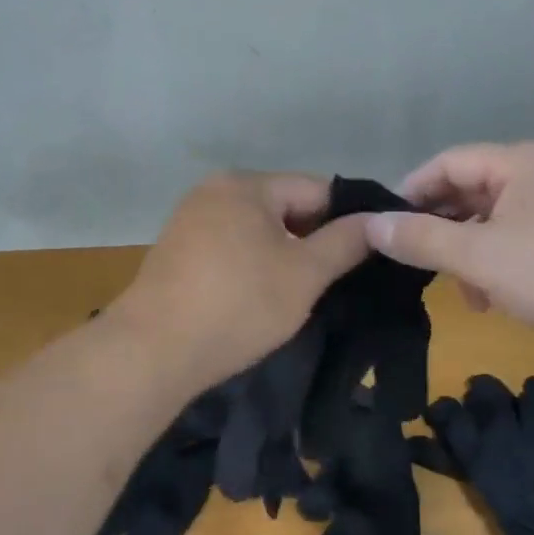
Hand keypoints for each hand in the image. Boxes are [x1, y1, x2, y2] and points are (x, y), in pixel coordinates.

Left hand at [112, 173, 371, 387]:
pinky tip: (257, 297)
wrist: (154, 350)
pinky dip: (251, 266)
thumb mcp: (305, 275)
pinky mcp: (175, 252)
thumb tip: (379, 221)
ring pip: (257, 231)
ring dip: (282, 255)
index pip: (317, 189)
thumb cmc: (238, 305)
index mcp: (246, 184)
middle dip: (312, 240)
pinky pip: (229, 248)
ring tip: (299, 293)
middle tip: (334, 281)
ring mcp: (189, 220)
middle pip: (284, 207)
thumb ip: (346, 242)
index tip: (367, 255)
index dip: (348, 220)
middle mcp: (214, 190)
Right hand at [365, 141, 533, 344]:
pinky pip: (526, 237)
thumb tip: (371, 226)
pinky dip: (504, 262)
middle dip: (444, 231)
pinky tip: (502, 296)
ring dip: (474, 254)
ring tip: (469, 295)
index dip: (411, 192)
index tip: (386, 229)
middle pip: (474, 190)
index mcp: (522, 161)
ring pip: (499, 219)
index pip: (448, 162)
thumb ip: (422, 240)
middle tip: (423, 268)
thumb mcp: (481, 258)